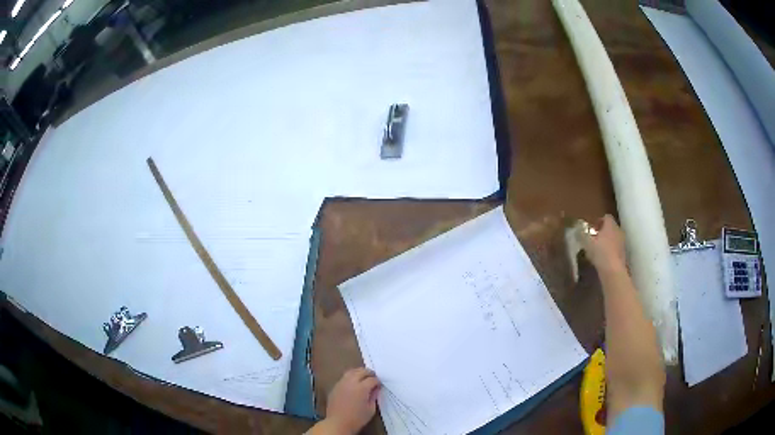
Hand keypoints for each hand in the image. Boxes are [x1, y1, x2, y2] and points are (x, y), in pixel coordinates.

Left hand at [323, 368, 380, 434]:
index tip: (379, 385)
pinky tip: (353, 383)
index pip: (372, 380)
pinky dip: (350, 377)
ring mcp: (341, 384)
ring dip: (358, 372)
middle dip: (369, 373)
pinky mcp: (334, 387)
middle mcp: (351, 383)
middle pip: (361, 371)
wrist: (338, 423)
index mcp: (361, 388)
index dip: (377, 381)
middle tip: (373, 376)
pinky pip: (343, 378)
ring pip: (350, 372)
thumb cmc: (357, 418)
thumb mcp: (371, 409)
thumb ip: (374, 397)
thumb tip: (376, 389)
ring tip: (363, 376)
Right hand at [580, 215, 626, 274]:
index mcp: (610, 225)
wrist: (613, 271)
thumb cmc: (600, 253)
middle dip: (603, 232)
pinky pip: (616, 248)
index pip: (606, 217)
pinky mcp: (623, 254)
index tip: (592, 229)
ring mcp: (622, 243)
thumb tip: (577, 229)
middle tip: (594, 239)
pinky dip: (610, 251)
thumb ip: (581, 234)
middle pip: (611, 227)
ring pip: (614, 238)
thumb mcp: (586, 243)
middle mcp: (618, 231)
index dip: (599, 221)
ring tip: (598, 250)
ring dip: (607, 241)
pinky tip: (603, 259)